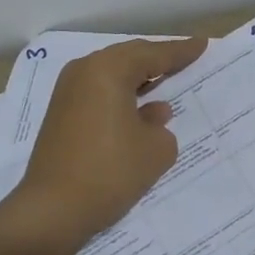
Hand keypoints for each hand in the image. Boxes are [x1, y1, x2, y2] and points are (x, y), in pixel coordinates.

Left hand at [9, 36, 208, 252]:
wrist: (52, 210)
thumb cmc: (110, 172)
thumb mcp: (156, 149)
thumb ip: (161, 125)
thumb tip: (152, 114)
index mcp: (108, 70)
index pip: (153, 54)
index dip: (181, 51)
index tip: (202, 44)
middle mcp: (84, 72)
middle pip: (129, 58)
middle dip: (158, 59)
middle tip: (185, 59)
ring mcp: (67, 93)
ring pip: (112, 75)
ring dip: (138, 78)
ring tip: (165, 80)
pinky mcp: (60, 115)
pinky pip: (99, 92)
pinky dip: (121, 94)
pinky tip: (138, 109)